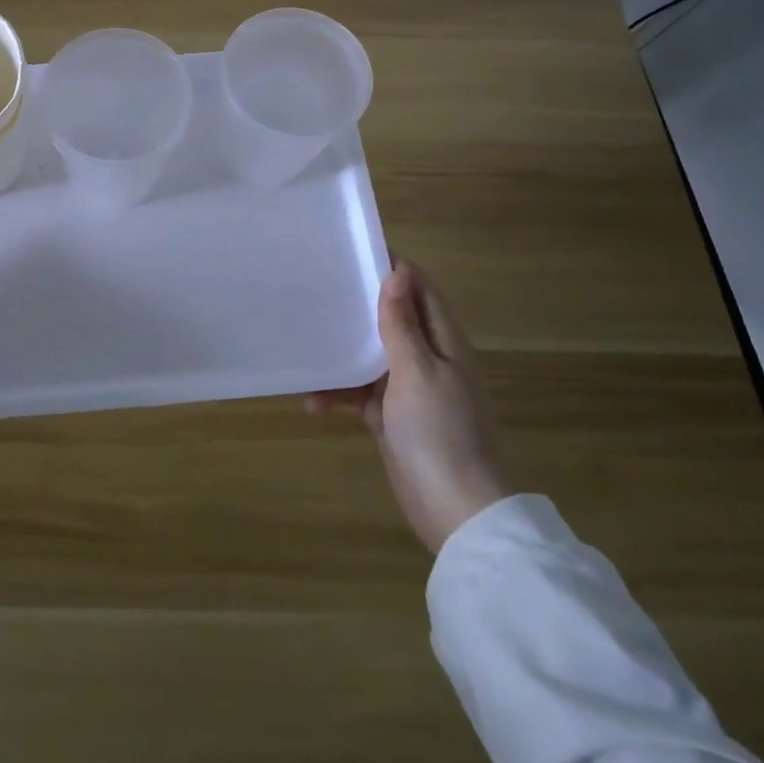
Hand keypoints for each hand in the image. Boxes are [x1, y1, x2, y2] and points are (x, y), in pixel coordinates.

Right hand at [308, 259, 511, 553]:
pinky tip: (311, 401)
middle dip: (359, 306)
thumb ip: (402, 325)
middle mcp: (430, 359)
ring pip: (371, 356)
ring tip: (306, 341)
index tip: (353, 250)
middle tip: (319, 287)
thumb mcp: (418, 372)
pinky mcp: (393, 417)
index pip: (420, 290)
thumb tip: (396, 272)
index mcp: (445, 342)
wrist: (456, 511)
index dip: (393, 269)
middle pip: (392, 319)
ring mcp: (410, 389)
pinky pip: (360, 393)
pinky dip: (339, 394)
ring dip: (342, 354)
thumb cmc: (440, 432)